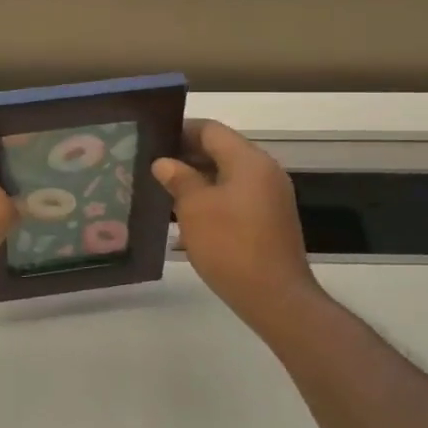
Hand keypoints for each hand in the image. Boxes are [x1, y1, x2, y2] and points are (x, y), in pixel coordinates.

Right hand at [153, 119, 325, 328]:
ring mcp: (270, 197)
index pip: (210, 130)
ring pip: (227, 177)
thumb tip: (164, 163)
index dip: (180, 132)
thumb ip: (179, 179)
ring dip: (197, 182)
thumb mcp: (195, 208)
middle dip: (186, 158)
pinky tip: (187, 220)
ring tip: (164, 194)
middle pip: (220, 151)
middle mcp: (264, 172)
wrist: (275, 297)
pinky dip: (212, 201)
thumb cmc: (230, 245)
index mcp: (249, 160)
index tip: (152, 142)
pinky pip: (236, 198)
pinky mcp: (269, 221)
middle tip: (152, 169)